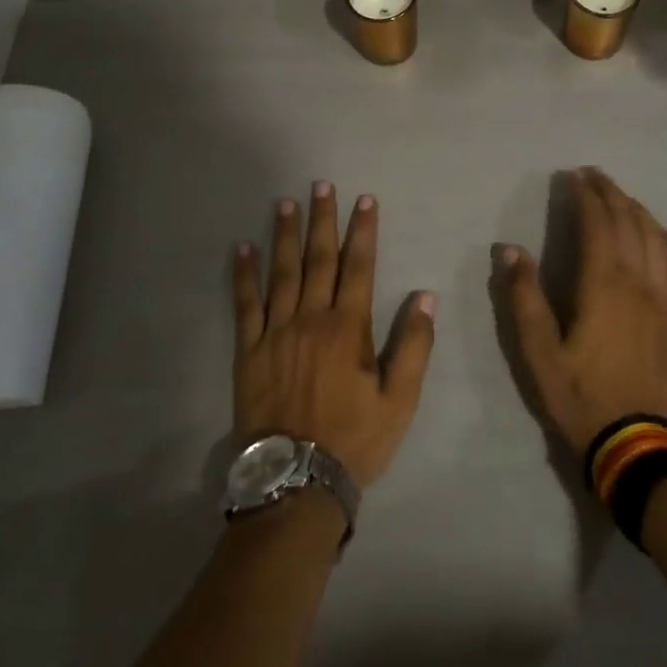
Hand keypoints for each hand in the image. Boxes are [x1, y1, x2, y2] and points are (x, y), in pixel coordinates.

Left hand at [233, 183, 434, 487]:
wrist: (296, 481)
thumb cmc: (354, 440)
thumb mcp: (400, 401)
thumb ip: (414, 347)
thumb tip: (425, 297)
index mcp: (348, 328)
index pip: (359, 267)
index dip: (362, 231)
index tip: (364, 200)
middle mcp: (311, 319)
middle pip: (318, 259)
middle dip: (322, 220)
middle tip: (321, 185)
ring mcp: (276, 332)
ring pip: (281, 273)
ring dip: (285, 235)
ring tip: (285, 203)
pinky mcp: (248, 350)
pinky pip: (244, 305)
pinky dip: (244, 275)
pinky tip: (242, 249)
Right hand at [498, 168, 666, 460]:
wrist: (635, 444)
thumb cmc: (579, 396)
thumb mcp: (537, 351)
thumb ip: (524, 297)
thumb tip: (510, 249)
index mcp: (603, 285)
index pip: (597, 224)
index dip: (585, 196)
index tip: (573, 176)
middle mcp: (639, 282)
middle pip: (629, 223)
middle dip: (610, 193)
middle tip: (594, 175)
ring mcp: (665, 300)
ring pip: (657, 239)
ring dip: (639, 211)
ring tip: (622, 196)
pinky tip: (663, 236)